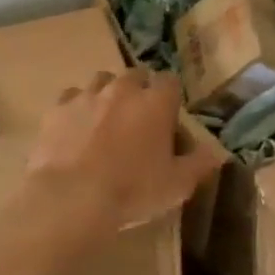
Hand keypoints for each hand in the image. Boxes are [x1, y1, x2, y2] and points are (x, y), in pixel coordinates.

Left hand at [24, 69, 222, 232]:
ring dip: (107, 94)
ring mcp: (87, 96)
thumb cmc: (132, 190)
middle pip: (136, 75)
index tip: (169, 117)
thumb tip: (218, 153)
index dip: (170, 97)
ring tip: (106, 119)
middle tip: (138, 119)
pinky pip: (70, 98)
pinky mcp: (57, 109)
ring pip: (102, 81)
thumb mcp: (177, 185)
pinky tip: (76, 128)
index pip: (170, 81)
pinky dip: (76, 108)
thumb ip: (200, 164)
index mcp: (156, 102)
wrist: (71, 199)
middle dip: (139, 90)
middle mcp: (123, 89)